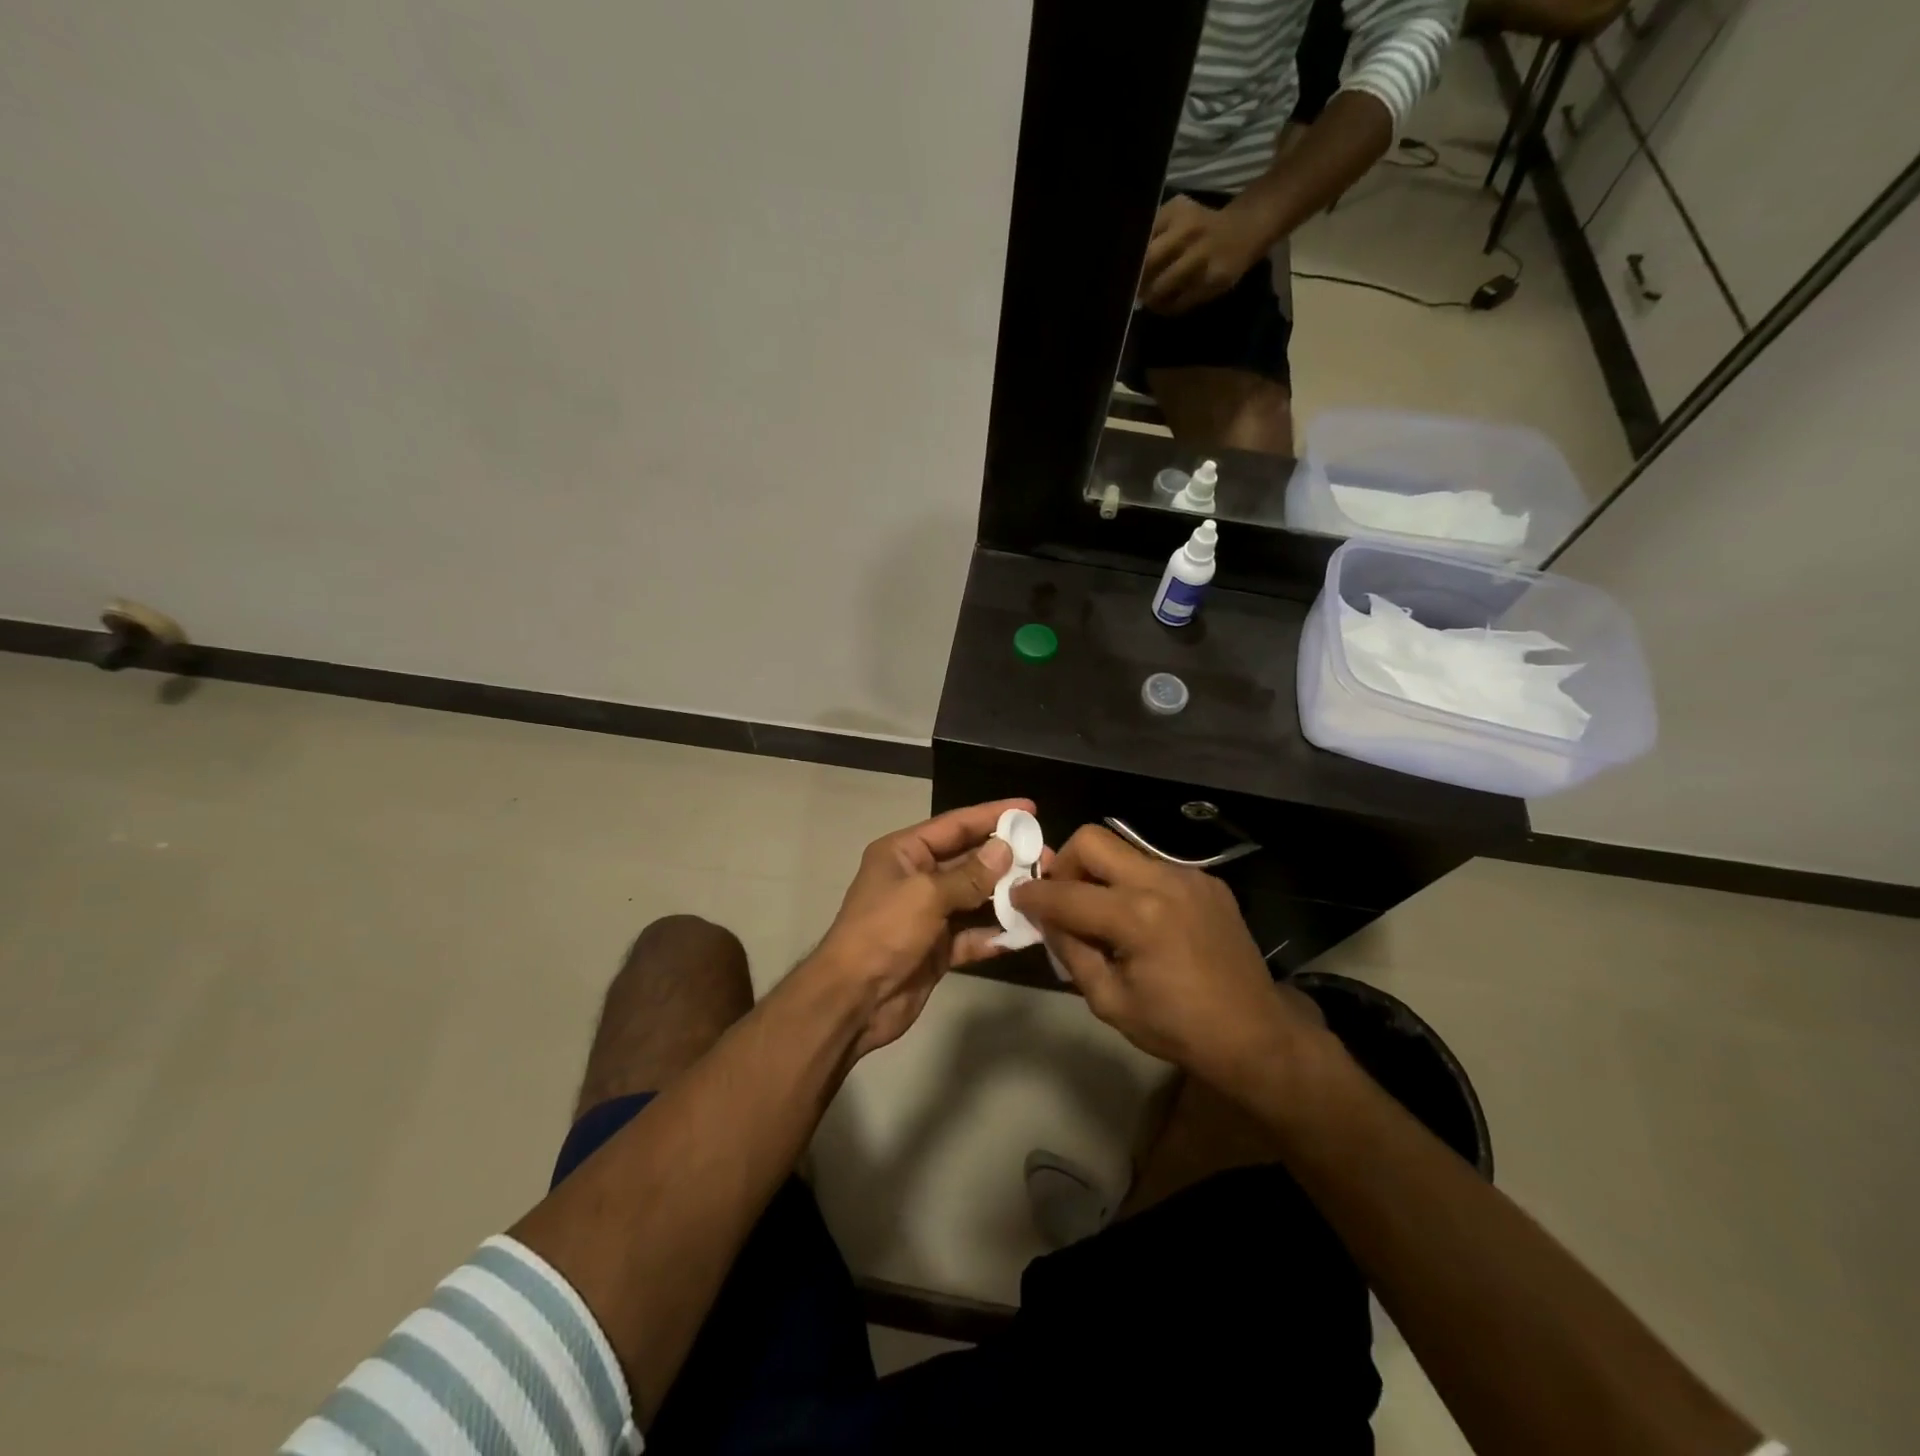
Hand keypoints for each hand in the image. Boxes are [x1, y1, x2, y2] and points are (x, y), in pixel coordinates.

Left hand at [802, 799, 1031, 1058]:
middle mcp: (917, 878)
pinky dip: (997, 934)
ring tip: (1045, 890)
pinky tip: (1028, 932)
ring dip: (1007, 896)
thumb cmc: (883, 932)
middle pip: (969, 860)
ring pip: (975, 898)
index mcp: (904, 853)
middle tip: (1047, 856)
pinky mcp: (938, 949)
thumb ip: (969, 875)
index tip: (1029, 809)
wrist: (853, 1000)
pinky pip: (974, 935)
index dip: (992, 815)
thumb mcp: (926, 895)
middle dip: (1007, 858)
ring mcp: (928, 915)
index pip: (955, 825)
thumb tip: (1005, 849)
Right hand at [1011, 825, 1320, 1089]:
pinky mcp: (1207, 880)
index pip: (1065, 893)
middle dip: (1065, 862)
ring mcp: (1188, 876)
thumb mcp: (1109, 1001)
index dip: (1032, 896)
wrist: (1256, 1034)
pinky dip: (1134, 884)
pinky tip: (1143, 919)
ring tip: (1102, 910)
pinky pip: (1155, 867)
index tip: (1016, 897)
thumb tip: (1044, 918)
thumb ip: (1070, 952)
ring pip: (1124, 850)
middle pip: (1093, 839)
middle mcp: (1161, 882)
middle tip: (1062, 895)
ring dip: (1101, 872)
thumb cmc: (1177, 1028)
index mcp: (1136, 917)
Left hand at [1138, 194, 1267, 315]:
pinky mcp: (1211, 283)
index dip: (1128, 261)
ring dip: (1150, 298)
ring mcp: (1202, 259)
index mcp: (1176, 213)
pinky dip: (1166, 307)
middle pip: (1148, 263)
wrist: (1245, 230)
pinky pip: (1178, 304)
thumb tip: (1125, 263)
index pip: (1141, 240)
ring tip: (1149, 298)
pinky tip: (1166, 303)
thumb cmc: (1200, 225)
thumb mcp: (1176, 215)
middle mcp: (1189, 232)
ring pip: (1161, 289)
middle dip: (1136, 281)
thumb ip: (1152, 232)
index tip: (1122, 273)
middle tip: (1133, 290)